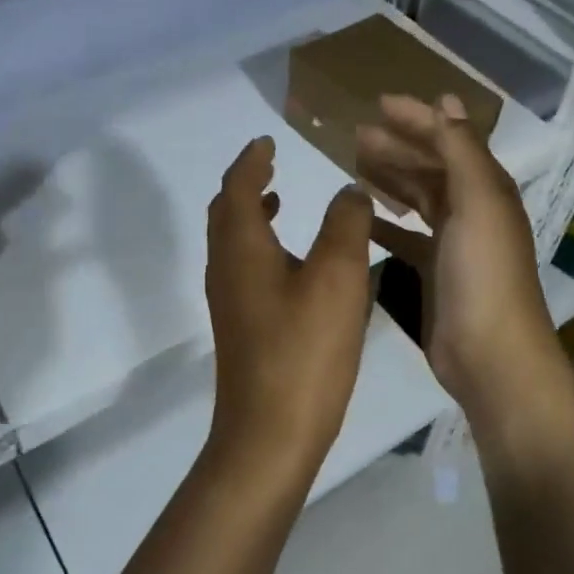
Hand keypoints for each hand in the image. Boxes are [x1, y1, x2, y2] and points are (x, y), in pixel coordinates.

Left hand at [205, 137, 373, 467]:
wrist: (270, 433)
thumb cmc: (304, 350)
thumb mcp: (337, 277)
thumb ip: (345, 224)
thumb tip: (348, 190)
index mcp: (241, 247)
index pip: (238, 186)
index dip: (252, 159)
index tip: (267, 140)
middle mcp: (225, 267)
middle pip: (226, 211)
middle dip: (246, 182)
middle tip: (272, 163)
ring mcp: (229, 300)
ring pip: (233, 241)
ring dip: (253, 214)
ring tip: (281, 200)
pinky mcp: (241, 326)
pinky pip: (244, 267)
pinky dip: (261, 245)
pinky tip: (294, 262)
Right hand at [355, 95, 558, 422]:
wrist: (489, 353)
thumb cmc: (483, 272)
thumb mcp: (477, 202)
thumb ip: (461, 151)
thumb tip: (446, 102)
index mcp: (486, 188)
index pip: (449, 139)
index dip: (417, 118)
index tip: (378, 103)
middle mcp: (472, 210)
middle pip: (431, 167)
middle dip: (398, 146)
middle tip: (356, 135)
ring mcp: (453, 244)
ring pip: (417, 199)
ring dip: (390, 179)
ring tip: (355, 166)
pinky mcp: (434, 273)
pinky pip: (406, 237)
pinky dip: (387, 223)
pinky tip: (362, 217)